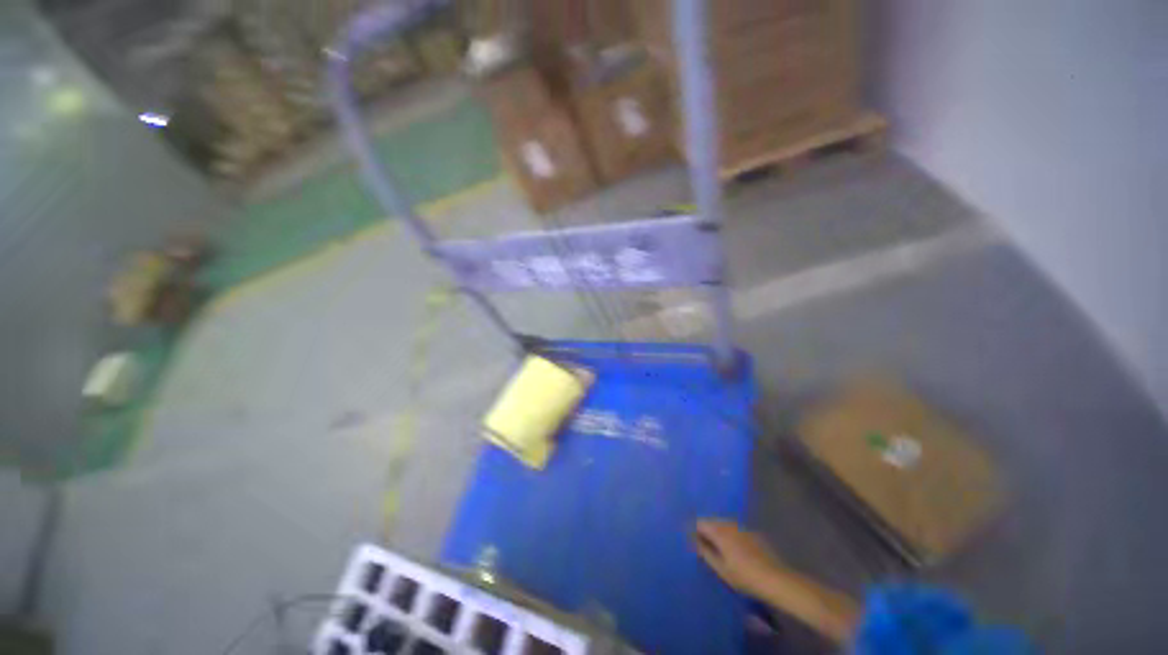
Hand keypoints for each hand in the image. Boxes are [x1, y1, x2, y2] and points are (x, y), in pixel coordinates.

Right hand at [693, 519, 784, 596]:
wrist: (776, 579)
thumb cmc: (744, 576)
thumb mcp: (721, 569)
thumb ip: (706, 552)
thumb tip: (695, 541)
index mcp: (719, 531)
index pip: (700, 522)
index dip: (694, 530)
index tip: (692, 541)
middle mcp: (730, 524)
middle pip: (712, 521)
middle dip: (706, 530)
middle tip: (703, 545)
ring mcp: (743, 527)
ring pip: (724, 523)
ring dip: (718, 531)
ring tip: (717, 547)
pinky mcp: (753, 533)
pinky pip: (735, 529)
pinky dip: (730, 534)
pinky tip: (734, 548)